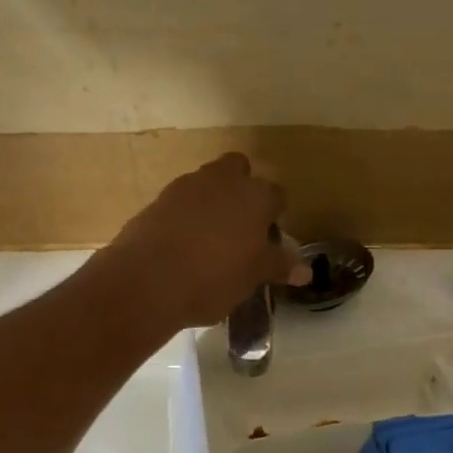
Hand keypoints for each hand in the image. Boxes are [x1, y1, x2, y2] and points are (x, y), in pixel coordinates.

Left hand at [98, 154, 308, 329]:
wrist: (146, 281)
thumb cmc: (214, 277)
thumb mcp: (253, 276)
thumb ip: (278, 266)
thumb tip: (305, 271)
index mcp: (255, 195)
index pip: (276, 195)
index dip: (275, 215)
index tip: (269, 239)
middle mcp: (222, 180)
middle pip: (238, 170)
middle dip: (241, 190)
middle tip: (240, 227)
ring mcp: (185, 187)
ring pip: (206, 184)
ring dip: (211, 203)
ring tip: (210, 241)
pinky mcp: (156, 201)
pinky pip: (179, 203)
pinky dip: (184, 217)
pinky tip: (182, 247)